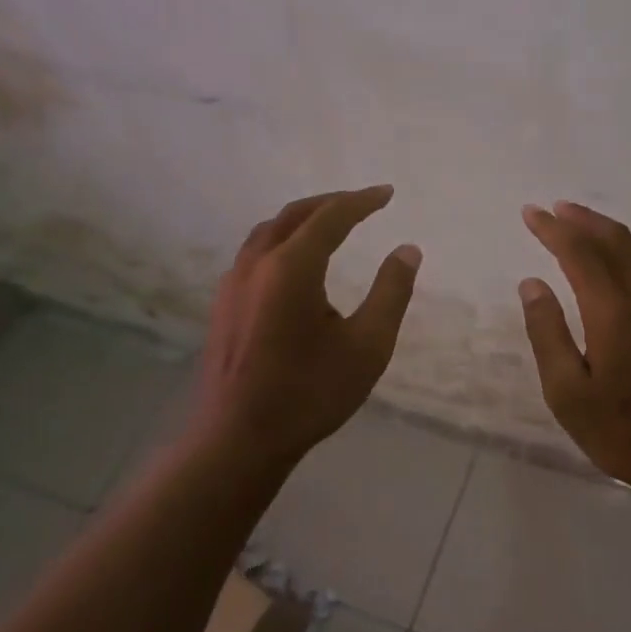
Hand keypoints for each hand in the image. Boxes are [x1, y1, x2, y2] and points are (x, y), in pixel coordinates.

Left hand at [192, 186, 420, 465]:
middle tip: (362, 203)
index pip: (331, 217)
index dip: (362, 201)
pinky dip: (282, 241)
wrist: (239, 438)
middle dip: (331, 203)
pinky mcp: (223, 305)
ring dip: (302, 220)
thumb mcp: (368, 345)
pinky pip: (255, 254)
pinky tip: (295, 264)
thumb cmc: (310, 393)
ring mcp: (233, 284)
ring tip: (330, 225)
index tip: (387, 193)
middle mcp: (257, 264)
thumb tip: (407, 250)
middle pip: (294, 215)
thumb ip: (391, 292)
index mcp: (292, 268)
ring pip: (269, 232)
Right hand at [518, 200, 630, 495]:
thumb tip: (533, 284)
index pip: (580, 253)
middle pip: (616, 242)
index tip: (531, 213)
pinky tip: (626, 264)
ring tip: (584, 226)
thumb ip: (548, 333)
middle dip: (583, 220)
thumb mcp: (568, 393)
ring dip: (610, 233)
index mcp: (614, 312)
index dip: (553, 230)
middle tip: (555, 209)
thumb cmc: (622, 432)